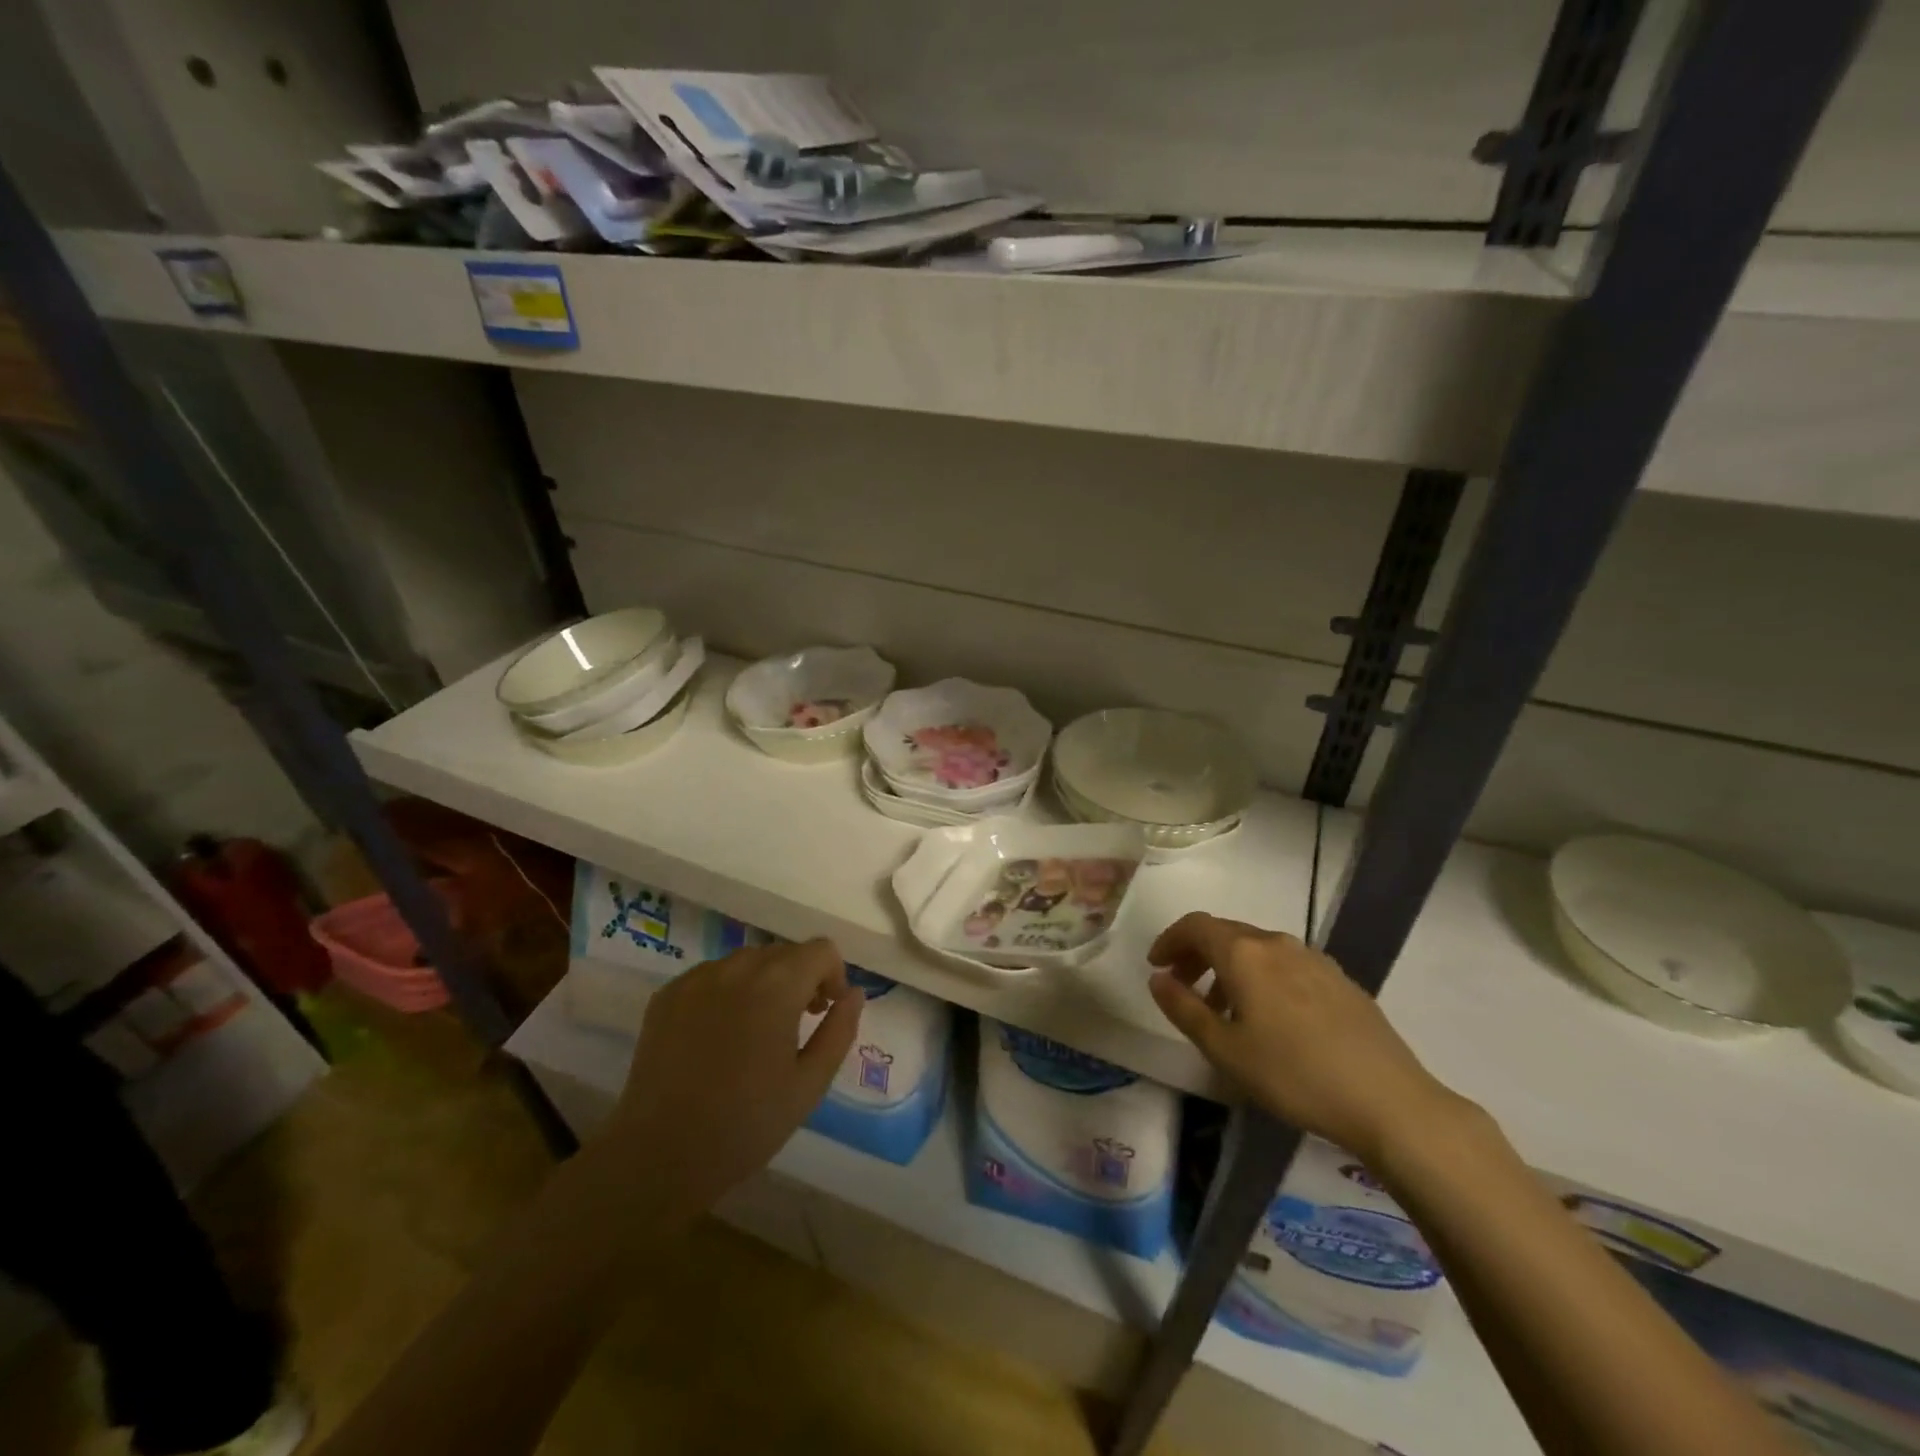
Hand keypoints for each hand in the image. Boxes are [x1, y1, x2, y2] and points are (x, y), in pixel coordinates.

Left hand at [600, 939, 862, 1220]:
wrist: (658, 1157)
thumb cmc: (745, 1125)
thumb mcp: (810, 1084)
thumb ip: (839, 1030)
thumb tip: (852, 994)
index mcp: (776, 986)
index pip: (821, 950)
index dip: (833, 976)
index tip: (825, 1013)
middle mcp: (736, 968)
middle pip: (784, 952)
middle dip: (800, 978)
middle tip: (798, 1024)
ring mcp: (696, 979)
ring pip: (747, 961)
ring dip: (764, 982)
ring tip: (757, 1029)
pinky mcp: (667, 995)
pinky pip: (712, 976)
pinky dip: (727, 991)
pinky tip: (719, 1036)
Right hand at [1148, 913, 1463, 1164]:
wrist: (1389, 1100)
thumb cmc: (1294, 1074)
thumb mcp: (1225, 1049)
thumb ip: (1184, 1009)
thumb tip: (1158, 979)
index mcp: (1244, 953)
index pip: (1195, 926)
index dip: (1169, 940)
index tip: (1156, 965)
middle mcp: (1277, 943)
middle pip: (1226, 933)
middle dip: (1197, 954)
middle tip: (1181, 985)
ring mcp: (1314, 959)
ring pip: (1257, 949)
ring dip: (1229, 967)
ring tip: (1223, 1009)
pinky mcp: (1340, 980)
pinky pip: (1286, 965)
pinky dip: (1261, 977)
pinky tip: (1270, 1017)